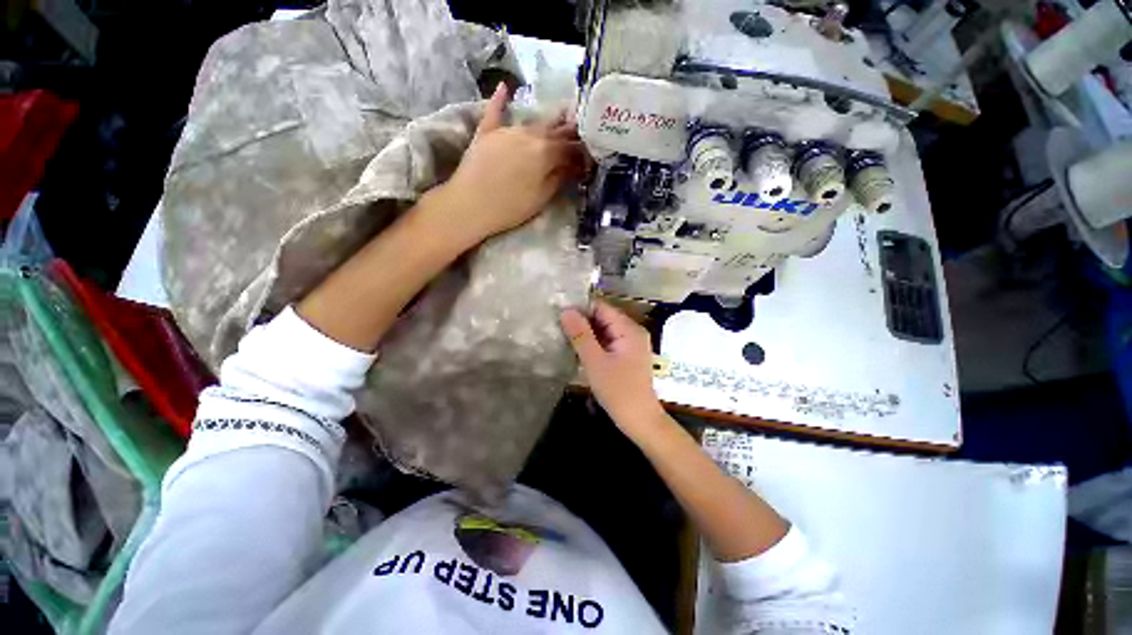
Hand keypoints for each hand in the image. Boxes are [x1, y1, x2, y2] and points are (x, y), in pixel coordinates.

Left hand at [435, 82, 585, 246]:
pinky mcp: (486, 133)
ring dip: (549, 122)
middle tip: (582, 133)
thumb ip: (560, 177)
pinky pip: (494, 112)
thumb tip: (575, 166)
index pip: (571, 148)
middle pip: (555, 131)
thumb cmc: (510, 207)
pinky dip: (500, 100)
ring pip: (533, 123)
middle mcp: (529, 134)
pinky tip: (504, 87)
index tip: (592, 156)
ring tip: (563, 116)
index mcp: (546, 152)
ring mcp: (507, 130)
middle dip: (571, 133)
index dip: (584, 152)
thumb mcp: (542, 196)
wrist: (470, 206)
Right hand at [559, 301, 666, 439]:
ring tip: (563, 335)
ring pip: (604, 330)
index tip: (558, 312)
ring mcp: (631, 343)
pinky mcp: (627, 355)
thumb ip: (580, 335)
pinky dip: (594, 343)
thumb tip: (566, 310)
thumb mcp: (595, 362)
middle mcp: (632, 331)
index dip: (580, 308)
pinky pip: (608, 341)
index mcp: (629, 329)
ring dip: (586, 333)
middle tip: (557, 326)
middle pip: (603, 317)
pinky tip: (578, 349)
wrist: (640, 420)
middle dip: (582, 321)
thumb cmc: (618, 391)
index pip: (601, 307)